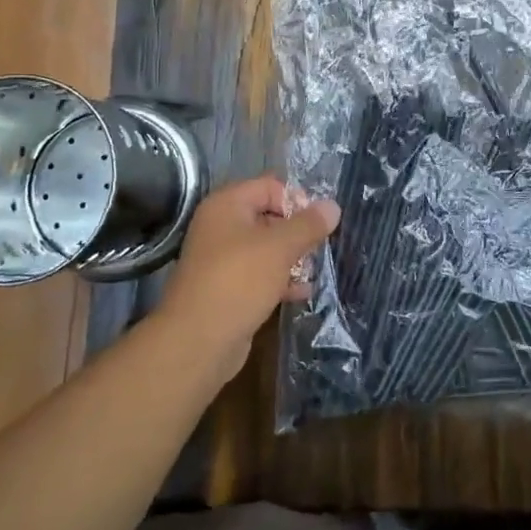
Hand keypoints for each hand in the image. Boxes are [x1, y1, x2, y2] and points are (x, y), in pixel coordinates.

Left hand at [153, 176, 339, 381]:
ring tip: (313, 272)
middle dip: (297, 232)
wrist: (197, 342)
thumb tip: (333, 206)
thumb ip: (308, 225)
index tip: (318, 224)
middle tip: (317, 249)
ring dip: (292, 258)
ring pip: (266, 249)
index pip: (270, 187)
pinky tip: (302, 293)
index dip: (297, 201)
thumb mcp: (280, 247)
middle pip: (269, 217)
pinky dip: (280, 280)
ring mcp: (222, 260)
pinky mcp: (227, 289)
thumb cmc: (239, 281)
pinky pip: (259, 275)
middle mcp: (221, 227)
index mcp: (227, 206)